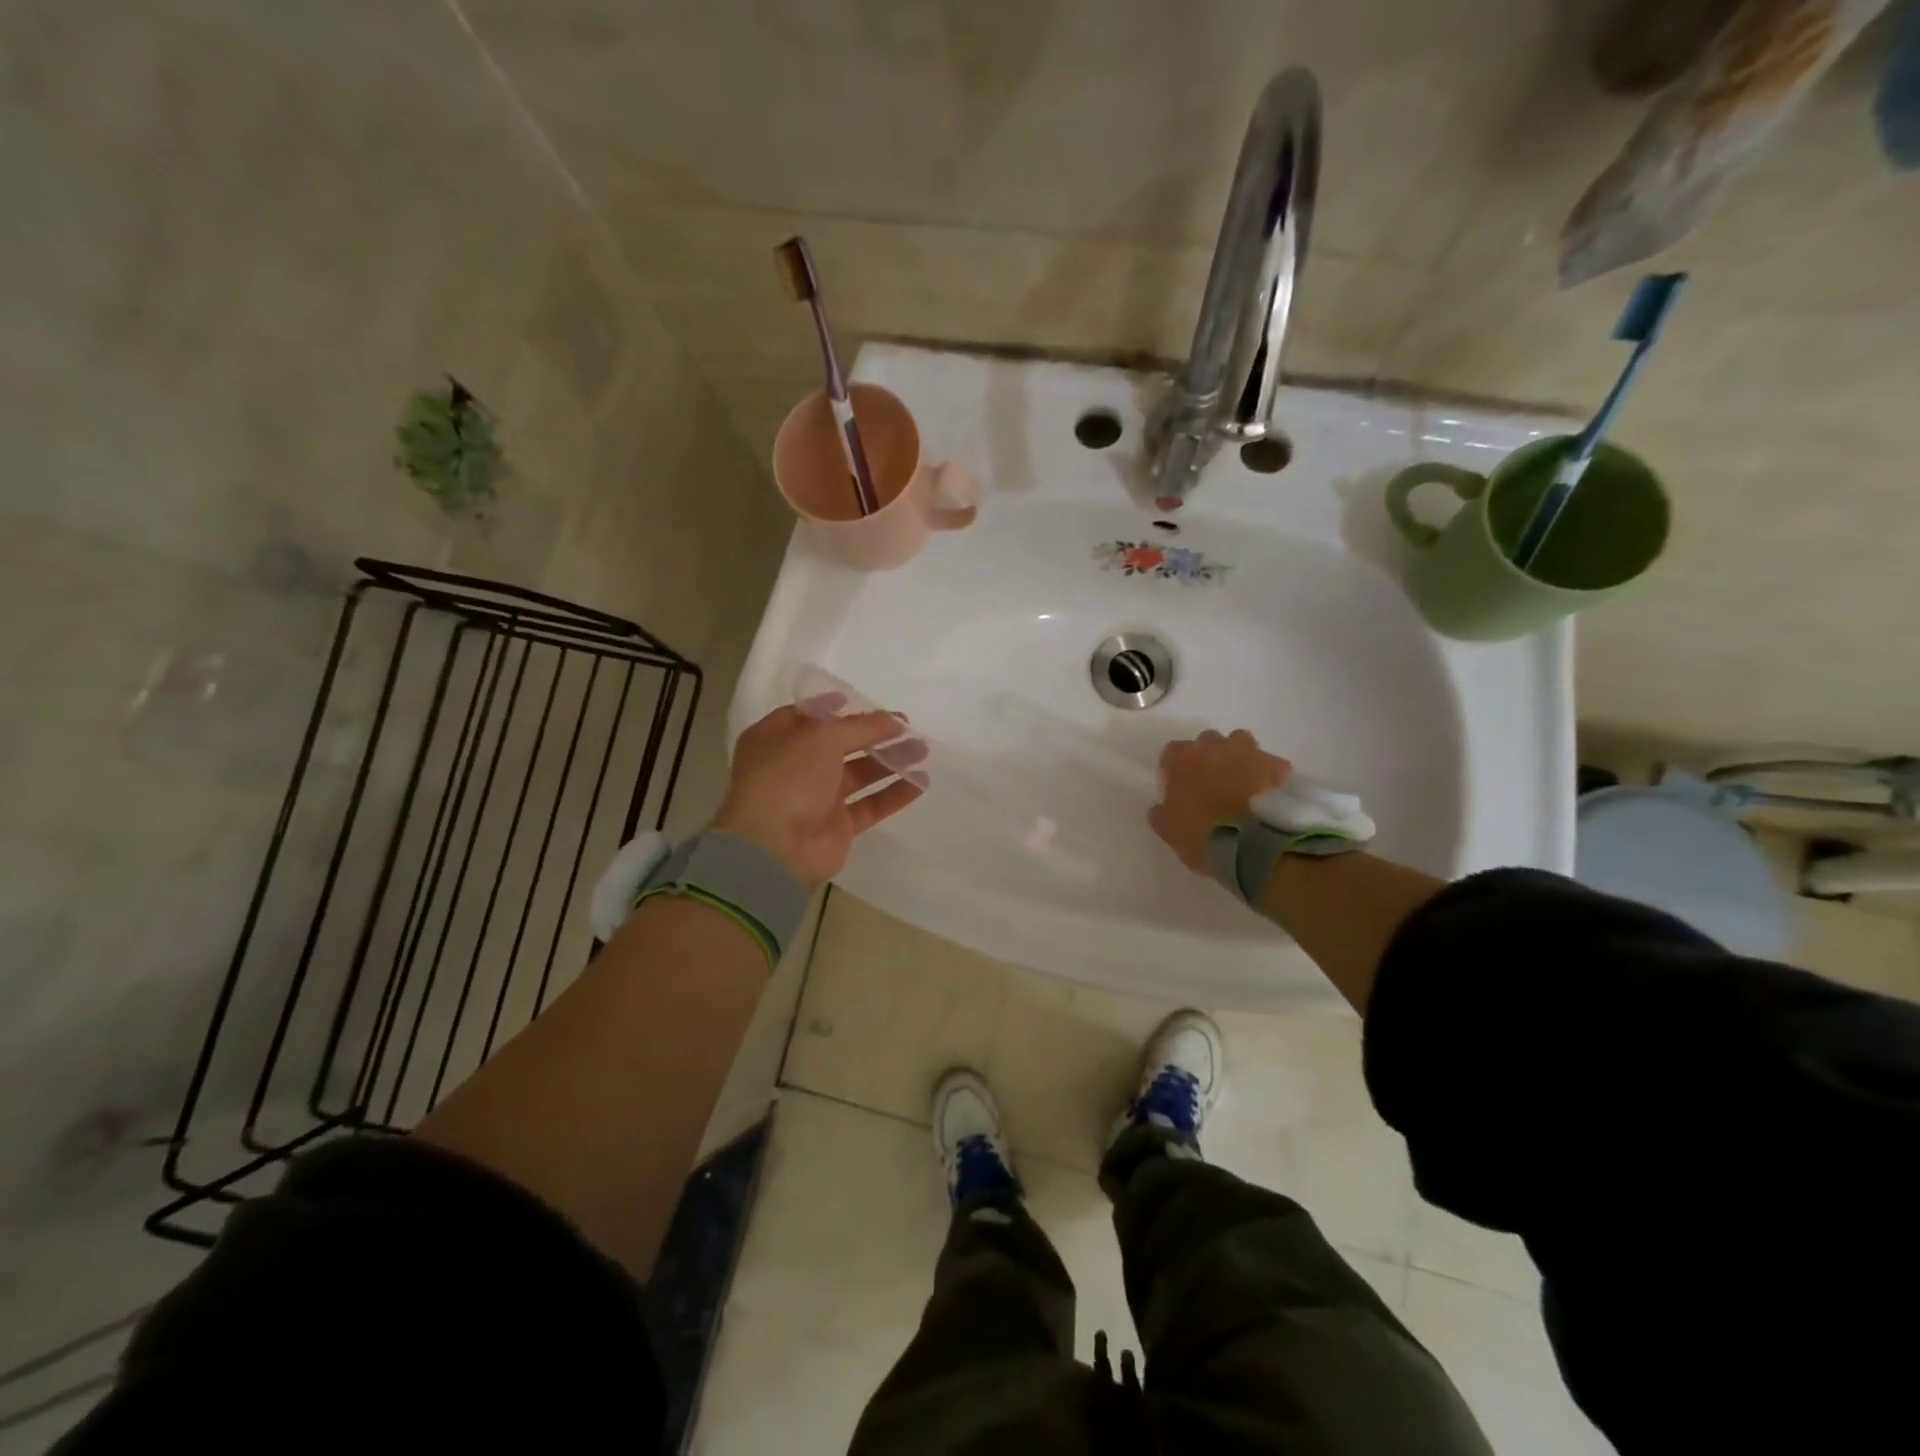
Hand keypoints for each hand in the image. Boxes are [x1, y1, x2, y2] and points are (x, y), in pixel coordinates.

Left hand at [713, 704, 925, 890]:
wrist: (775, 849)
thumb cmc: (788, 779)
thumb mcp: (822, 737)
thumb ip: (861, 726)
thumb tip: (894, 720)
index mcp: (776, 738)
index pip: (808, 715)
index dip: (835, 707)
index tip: (866, 701)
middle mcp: (795, 766)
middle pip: (840, 744)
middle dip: (873, 734)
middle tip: (907, 726)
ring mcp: (817, 797)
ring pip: (859, 773)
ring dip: (890, 760)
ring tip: (922, 749)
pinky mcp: (838, 826)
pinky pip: (871, 804)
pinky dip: (894, 794)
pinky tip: (921, 782)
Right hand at [1150, 729, 1292, 874]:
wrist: (1252, 847)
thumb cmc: (1202, 836)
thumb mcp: (1168, 831)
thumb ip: (1161, 813)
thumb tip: (1161, 807)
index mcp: (1183, 759)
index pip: (1172, 751)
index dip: (1175, 768)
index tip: (1178, 787)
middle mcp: (1215, 747)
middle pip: (1208, 742)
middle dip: (1208, 757)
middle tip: (1211, 784)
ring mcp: (1249, 752)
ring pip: (1240, 743)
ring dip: (1238, 757)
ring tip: (1241, 783)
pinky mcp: (1277, 765)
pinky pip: (1271, 763)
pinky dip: (1268, 774)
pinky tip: (1268, 794)